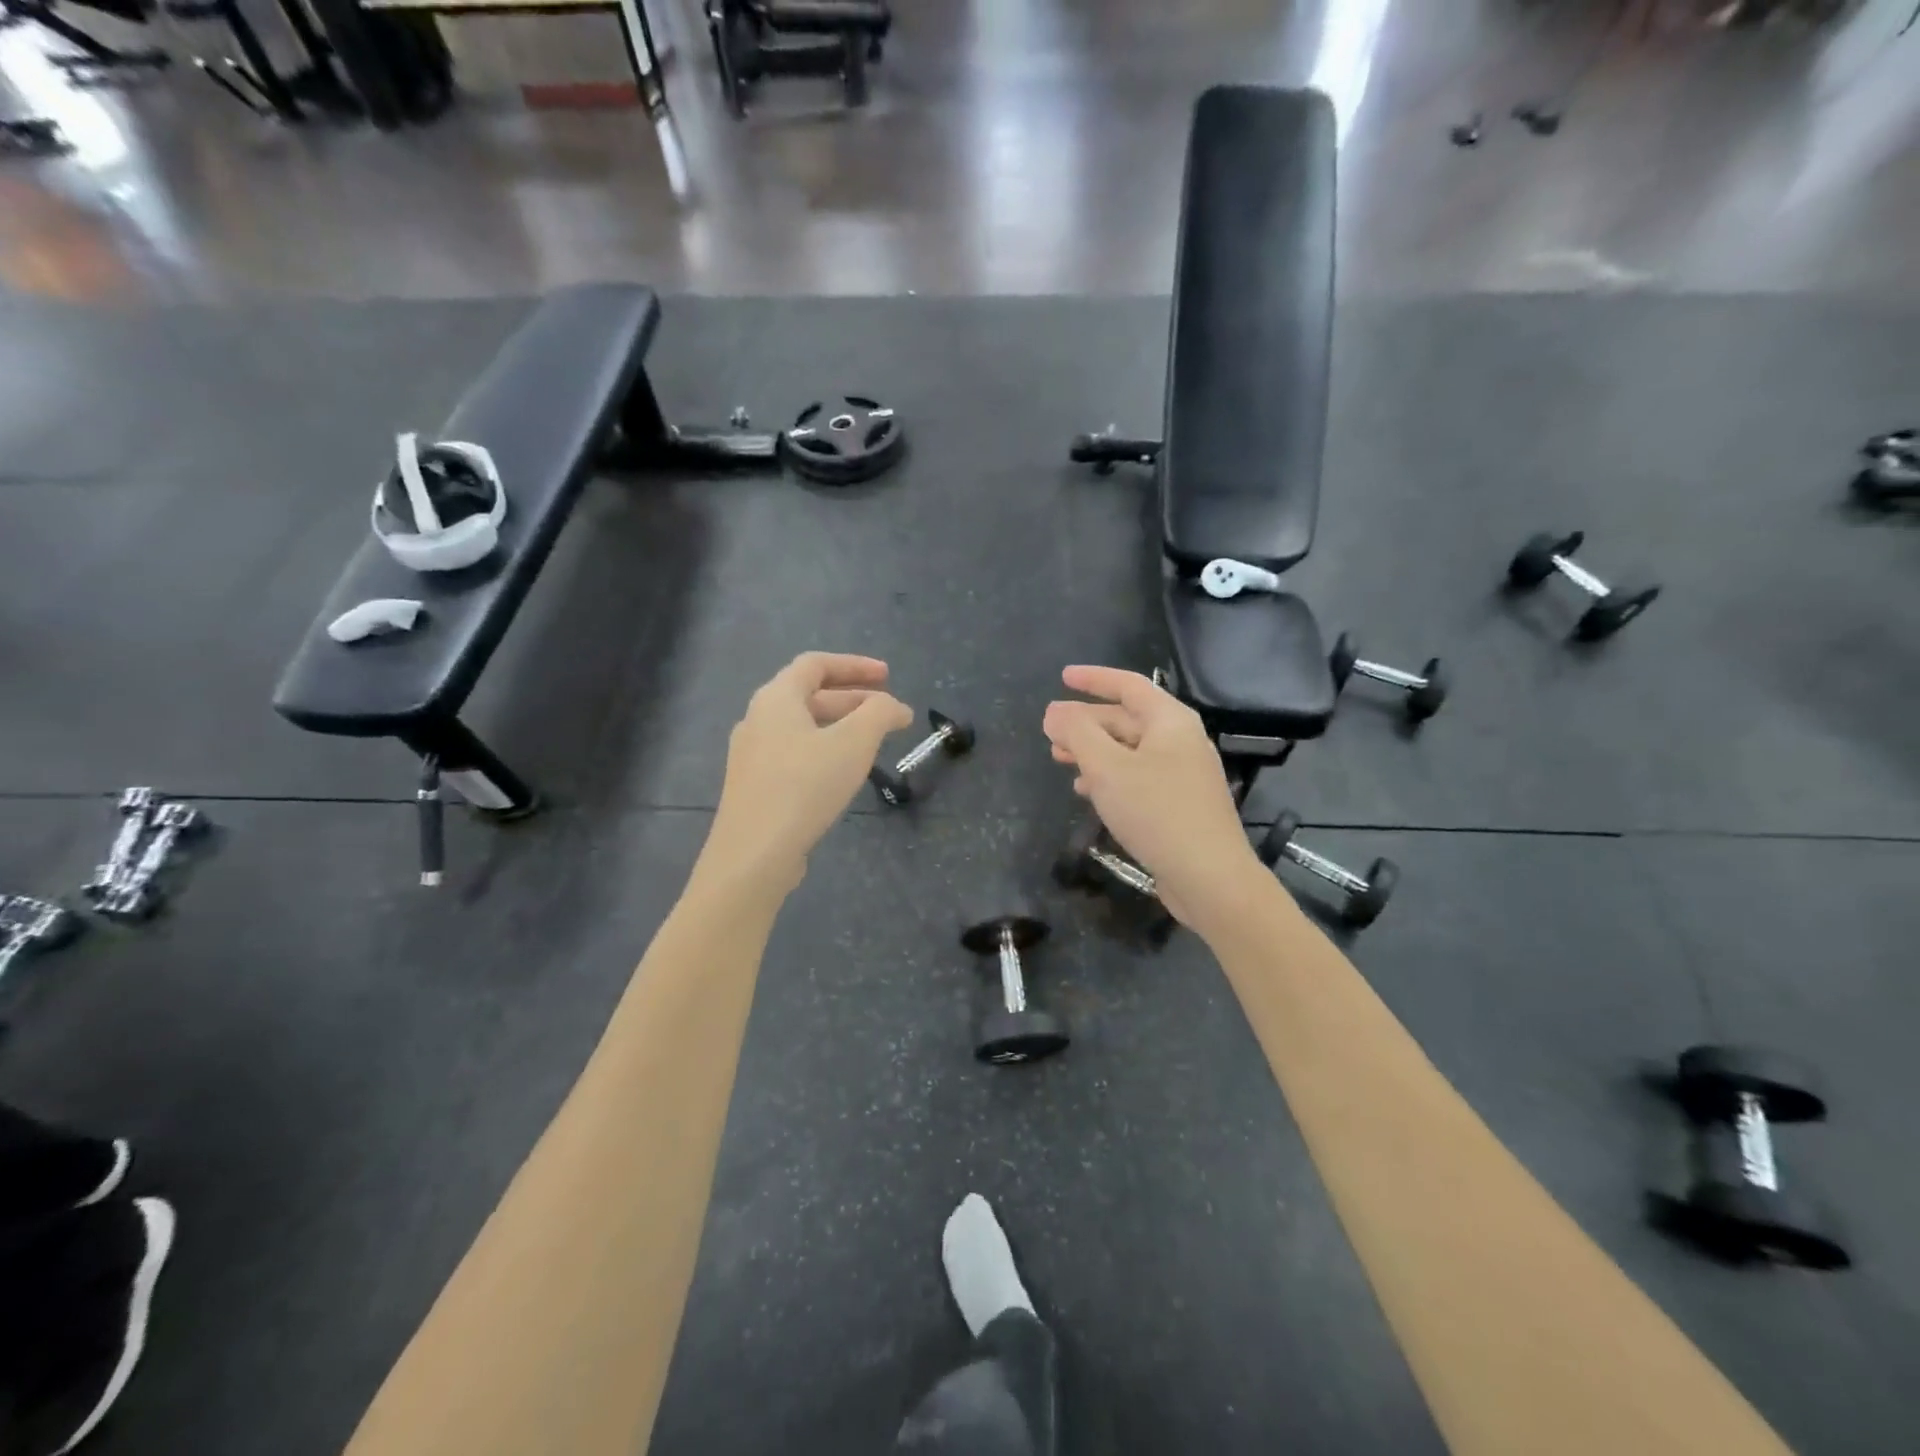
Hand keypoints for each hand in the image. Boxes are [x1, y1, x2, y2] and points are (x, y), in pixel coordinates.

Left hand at [701, 652, 912, 895]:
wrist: (754, 854)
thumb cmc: (805, 786)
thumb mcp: (854, 743)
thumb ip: (879, 714)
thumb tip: (893, 706)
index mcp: (776, 699)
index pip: (815, 664)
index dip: (855, 665)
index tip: (888, 676)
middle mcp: (757, 719)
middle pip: (809, 696)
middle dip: (854, 699)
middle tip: (889, 713)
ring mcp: (751, 755)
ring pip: (802, 728)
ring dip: (840, 727)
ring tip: (873, 743)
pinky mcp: (754, 787)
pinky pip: (794, 754)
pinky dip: (824, 751)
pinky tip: (842, 773)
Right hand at [1043, 665, 1269, 932]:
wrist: (1209, 876)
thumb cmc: (1156, 811)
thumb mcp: (1107, 767)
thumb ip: (1077, 733)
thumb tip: (1054, 711)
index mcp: (1170, 721)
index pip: (1128, 685)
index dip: (1094, 679)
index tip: (1063, 677)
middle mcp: (1180, 740)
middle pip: (1126, 719)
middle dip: (1086, 722)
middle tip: (1050, 731)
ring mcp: (1182, 774)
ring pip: (1128, 751)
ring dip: (1092, 752)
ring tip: (1059, 760)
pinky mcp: (1178, 804)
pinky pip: (1137, 777)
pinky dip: (1109, 777)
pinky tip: (1086, 791)